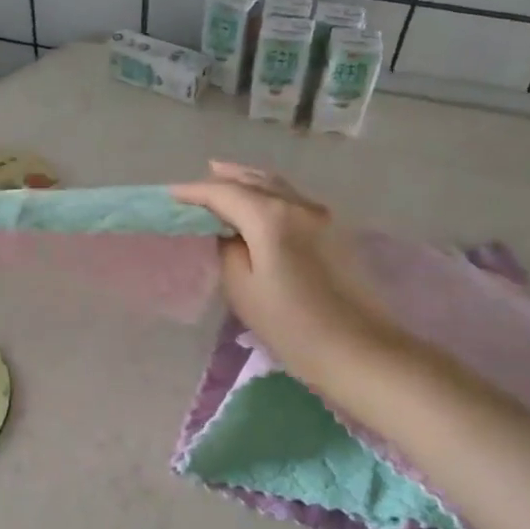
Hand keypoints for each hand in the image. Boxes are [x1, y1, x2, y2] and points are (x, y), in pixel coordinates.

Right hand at [170, 162, 386, 378]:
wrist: (359, 349)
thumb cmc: (292, 324)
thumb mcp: (243, 289)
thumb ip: (228, 250)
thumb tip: (229, 233)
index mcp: (271, 216)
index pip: (224, 193)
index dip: (194, 192)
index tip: (170, 195)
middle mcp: (299, 204)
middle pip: (254, 180)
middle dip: (223, 179)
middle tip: (196, 186)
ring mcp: (322, 215)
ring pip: (277, 186)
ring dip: (248, 182)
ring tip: (226, 182)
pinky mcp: (335, 232)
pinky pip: (293, 199)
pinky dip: (269, 195)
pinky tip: (259, 205)